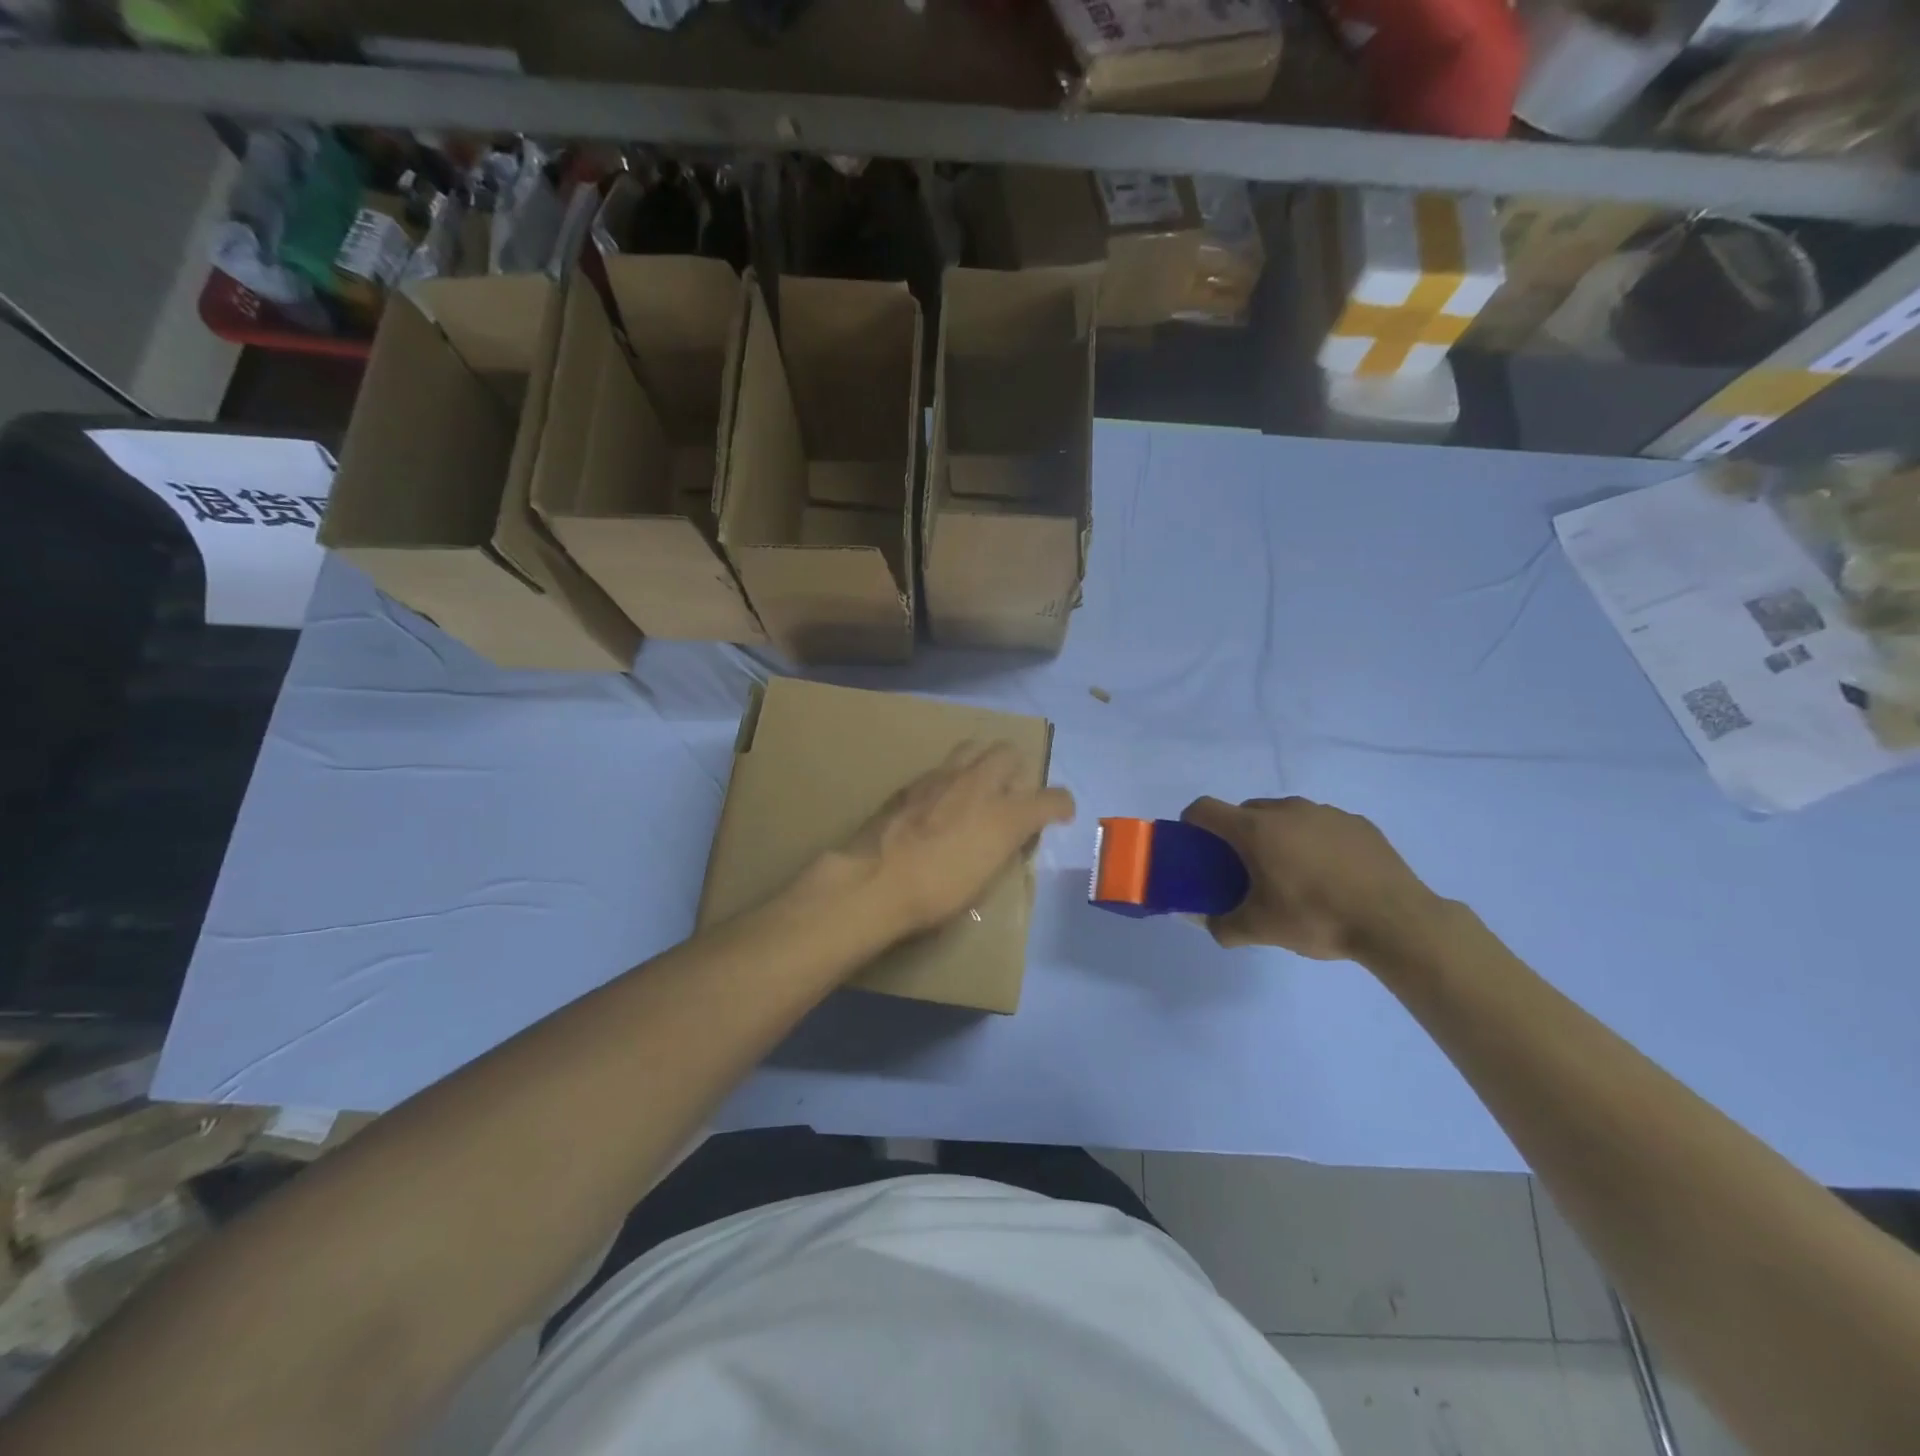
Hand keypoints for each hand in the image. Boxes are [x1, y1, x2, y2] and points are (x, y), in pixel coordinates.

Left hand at [828, 742, 1075, 940]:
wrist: (875, 881)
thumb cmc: (936, 894)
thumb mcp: (984, 879)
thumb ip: (1003, 847)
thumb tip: (1010, 835)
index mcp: (1006, 815)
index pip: (1051, 798)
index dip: (1061, 805)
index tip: (1060, 814)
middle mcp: (979, 785)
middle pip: (1009, 752)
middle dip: (1018, 769)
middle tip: (1011, 794)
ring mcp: (942, 777)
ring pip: (975, 747)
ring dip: (983, 762)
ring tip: (977, 786)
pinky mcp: (913, 781)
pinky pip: (943, 767)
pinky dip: (952, 777)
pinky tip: (941, 800)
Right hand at [1180, 796, 1442, 961]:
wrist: (1397, 922)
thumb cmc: (1317, 918)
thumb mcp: (1260, 929)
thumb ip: (1221, 925)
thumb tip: (1201, 920)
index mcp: (1255, 829)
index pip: (1205, 809)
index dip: (1191, 823)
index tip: (1195, 846)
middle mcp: (1287, 810)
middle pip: (1246, 811)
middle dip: (1237, 834)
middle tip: (1244, 869)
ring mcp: (1325, 813)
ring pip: (1285, 815)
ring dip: (1277, 835)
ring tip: (1291, 873)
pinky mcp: (1358, 823)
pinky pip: (1321, 825)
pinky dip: (1314, 841)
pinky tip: (1330, 874)